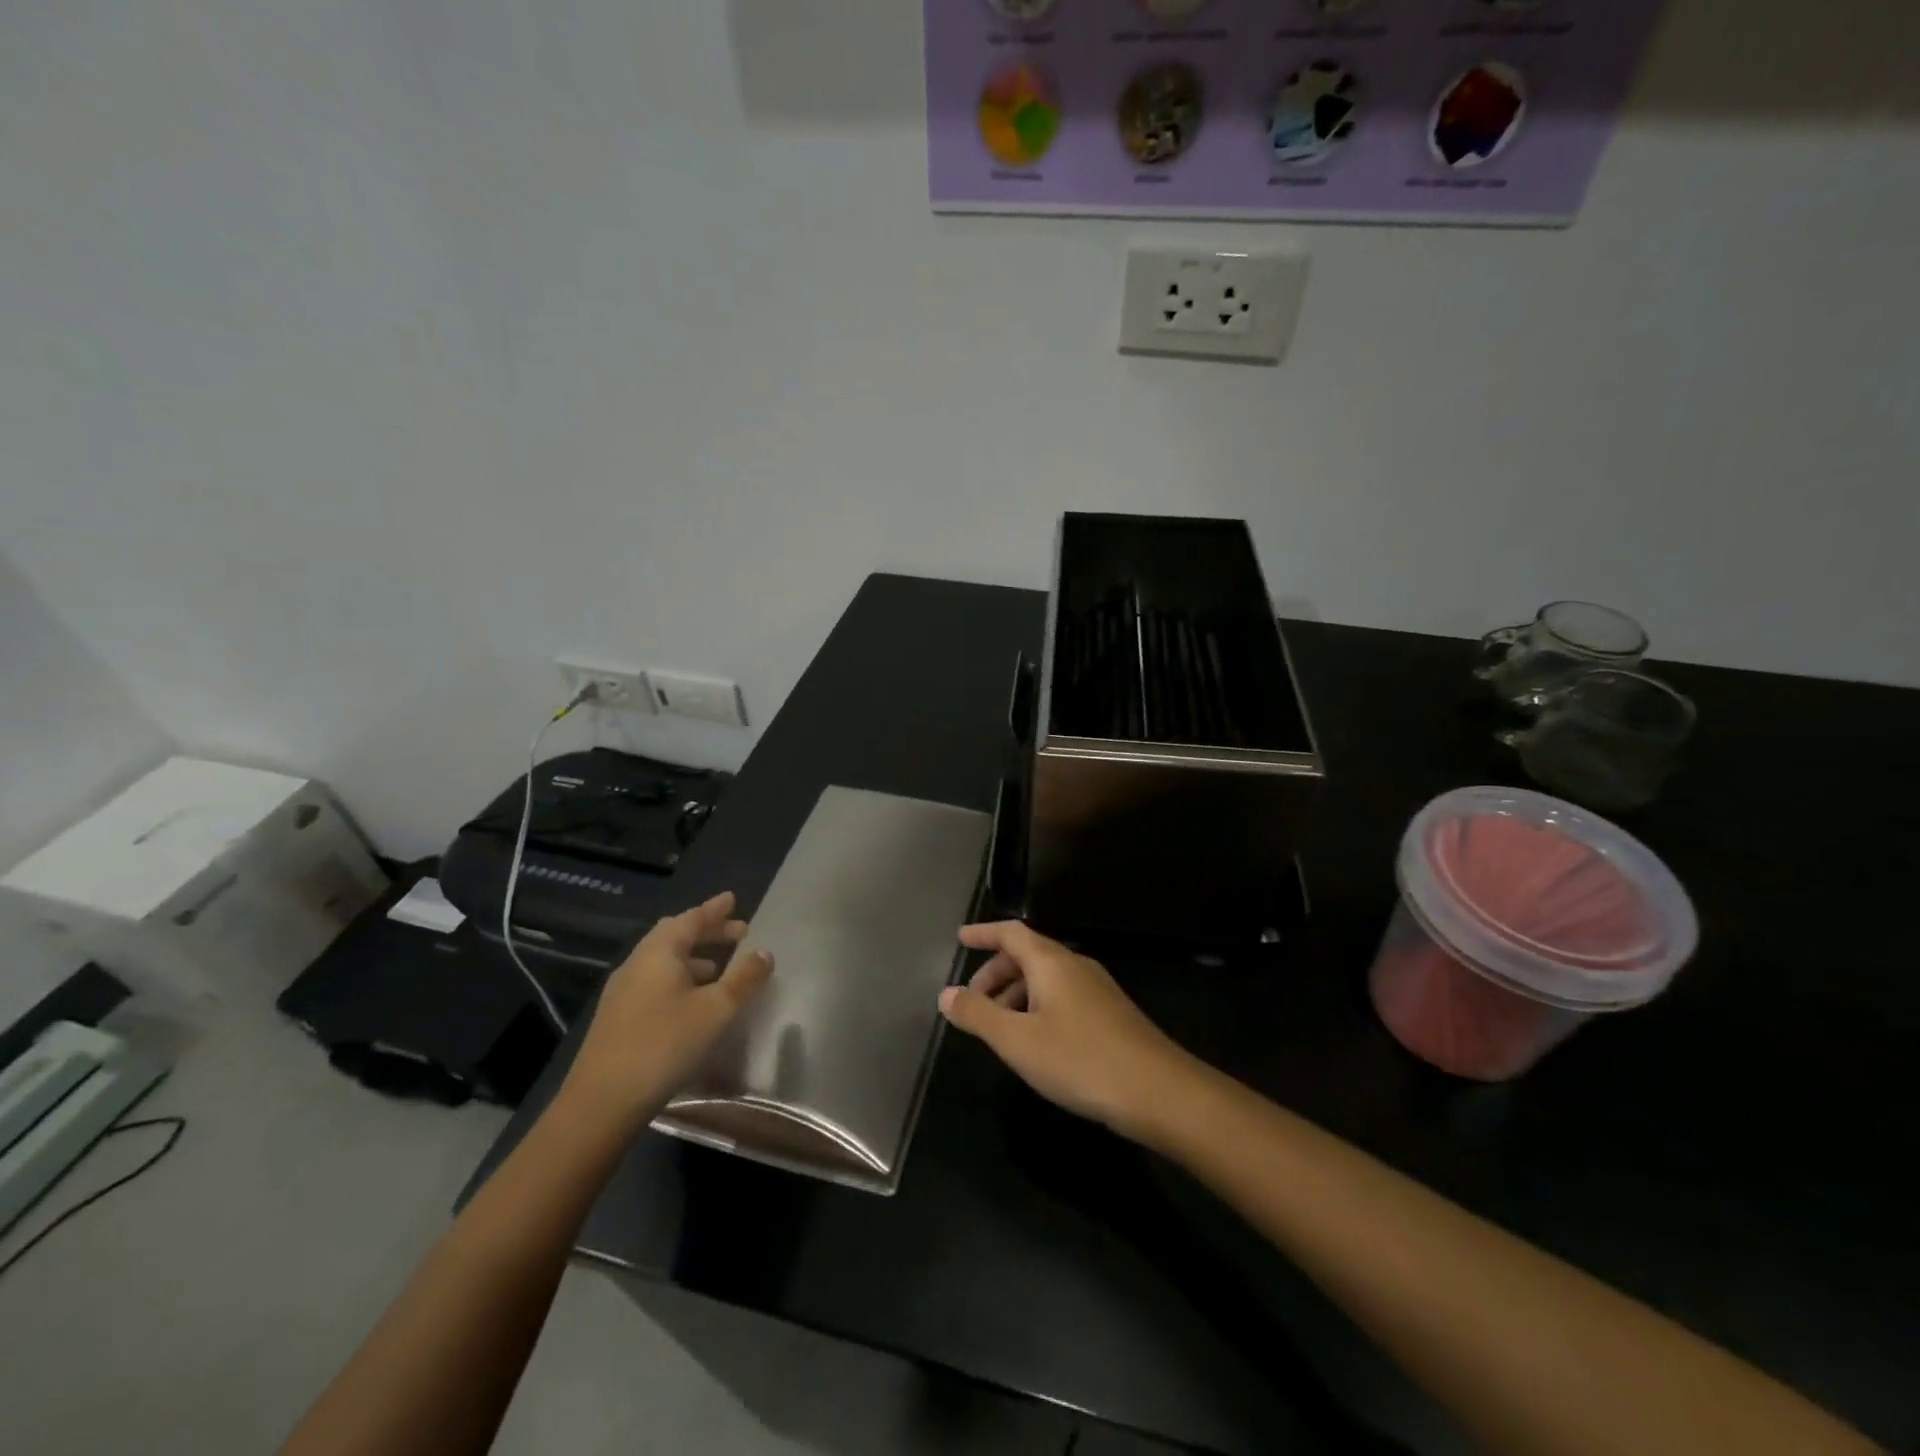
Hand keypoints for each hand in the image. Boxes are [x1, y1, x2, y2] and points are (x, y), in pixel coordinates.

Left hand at [561, 892, 773, 1130]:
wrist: (602, 1102)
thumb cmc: (665, 1044)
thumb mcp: (716, 1010)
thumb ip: (744, 978)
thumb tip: (764, 952)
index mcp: (659, 952)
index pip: (691, 918)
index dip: (714, 909)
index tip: (732, 899)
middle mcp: (637, 963)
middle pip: (674, 936)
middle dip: (706, 932)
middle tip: (736, 933)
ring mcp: (622, 991)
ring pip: (663, 961)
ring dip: (693, 958)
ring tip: (719, 967)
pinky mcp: (616, 1017)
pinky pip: (654, 982)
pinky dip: (679, 979)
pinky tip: (692, 1001)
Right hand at [938, 921, 1195, 1139]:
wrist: (1157, 1090)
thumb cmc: (1079, 1059)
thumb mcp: (1016, 1040)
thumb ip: (978, 1015)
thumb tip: (946, 994)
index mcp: (1051, 961)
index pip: (1011, 933)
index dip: (983, 934)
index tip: (961, 939)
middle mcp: (1075, 965)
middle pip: (1027, 954)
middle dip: (995, 972)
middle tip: (972, 1000)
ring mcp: (1097, 988)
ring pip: (1046, 978)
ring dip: (1016, 993)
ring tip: (998, 1028)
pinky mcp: (1110, 1013)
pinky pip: (1062, 996)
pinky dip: (1037, 1006)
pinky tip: (1034, 1042)